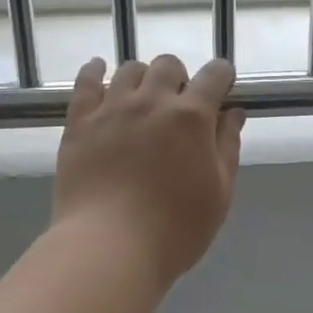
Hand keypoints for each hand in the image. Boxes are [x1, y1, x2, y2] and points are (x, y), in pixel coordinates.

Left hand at [53, 54, 246, 287]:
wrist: (109, 248)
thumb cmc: (175, 229)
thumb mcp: (219, 193)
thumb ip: (228, 147)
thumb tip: (233, 113)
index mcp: (191, 117)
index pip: (214, 75)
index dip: (222, 76)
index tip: (223, 87)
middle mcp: (152, 101)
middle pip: (168, 65)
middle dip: (180, 77)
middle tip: (179, 105)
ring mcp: (112, 108)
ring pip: (129, 70)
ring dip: (143, 77)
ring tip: (142, 98)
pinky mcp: (79, 122)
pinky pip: (85, 82)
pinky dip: (94, 70)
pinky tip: (99, 70)